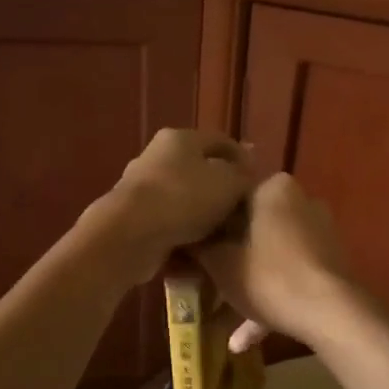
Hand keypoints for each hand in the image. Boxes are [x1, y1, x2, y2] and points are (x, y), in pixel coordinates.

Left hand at [82, 129, 252, 283]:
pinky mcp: (133, 217)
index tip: (258, 182)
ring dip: (202, 214)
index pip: (220, 141)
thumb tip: (248, 172)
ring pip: (183, 198)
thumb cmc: (184, 198)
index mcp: (180, 138)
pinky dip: (184, 233)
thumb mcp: (228, 183)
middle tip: (243, 211)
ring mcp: (142, 187)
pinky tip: (200, 249)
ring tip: (225, 234)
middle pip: (199, 169)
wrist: (130, 234)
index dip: (243, 159)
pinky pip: (168, 222)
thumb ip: (244, 176)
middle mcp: (157, 156)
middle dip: (221, 189)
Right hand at [193, 172, 357, 349]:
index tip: (189, 248)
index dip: (205, 224)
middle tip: (202, 281)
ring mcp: (319, 233)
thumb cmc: (268, 277)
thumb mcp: (220, 263)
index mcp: (273, 189)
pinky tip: (245, 340)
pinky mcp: (329, 263)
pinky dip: (269, 299)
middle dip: (227, 259)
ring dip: (246, 287)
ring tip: (219, 322)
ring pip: (270, 256)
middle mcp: (301, 201)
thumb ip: (199, 248)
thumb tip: (182, 240)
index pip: (228, 197)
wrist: (330, 313)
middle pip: (251, 229)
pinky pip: (290, 274)